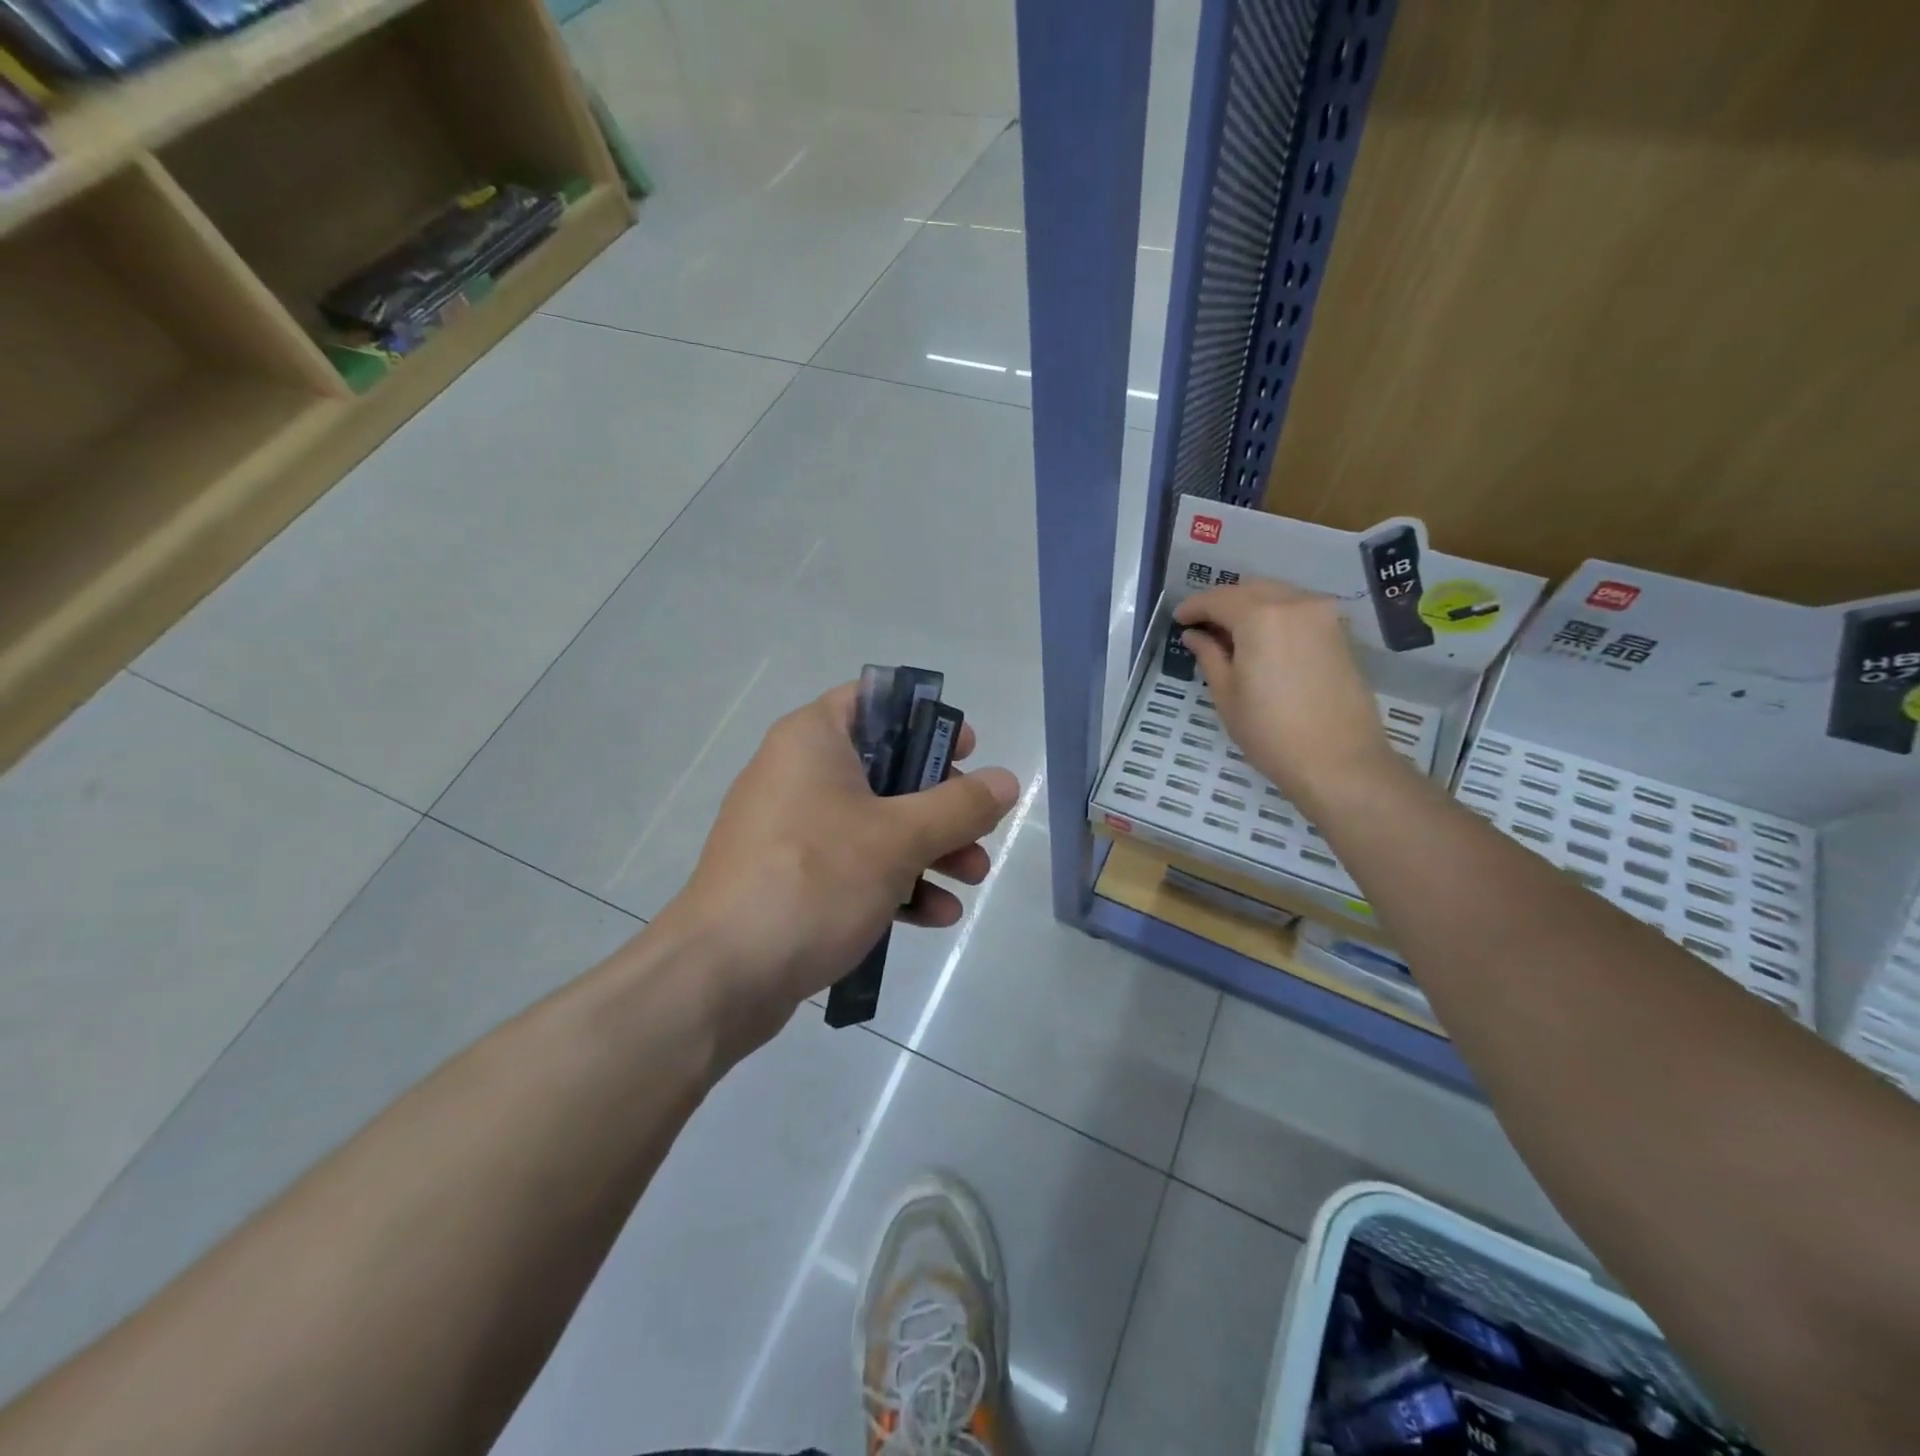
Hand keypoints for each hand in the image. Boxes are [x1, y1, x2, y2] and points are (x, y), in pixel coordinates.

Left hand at [658, 682, 1018, 1049]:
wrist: (722, 975)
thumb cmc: (814, 880)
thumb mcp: (899, 839)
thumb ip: (959, 806)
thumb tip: (1006, 780)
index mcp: (813, 740)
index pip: (875, 701)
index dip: (927, 720)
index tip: (967, 750)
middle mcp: (796, 773)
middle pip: (885, 767)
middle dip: (940, 803)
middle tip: (979, 827)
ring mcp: (790, 829)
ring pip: (874, 822)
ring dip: (928, 848)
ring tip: (972, 878)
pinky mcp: (788, 878)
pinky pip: (851, 864)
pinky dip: (893, 881)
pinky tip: (934, 916)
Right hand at [1174, 578, 1400, 812]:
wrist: (1339, 761)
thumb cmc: (1270, 732)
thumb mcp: (1227, 695)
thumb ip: (1209, 656)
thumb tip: (1195, 635)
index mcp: (1260, 616)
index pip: (1218, 599)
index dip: (1194, 607)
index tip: (1178, 620)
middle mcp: (1294, 604)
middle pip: (1250, 589)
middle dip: (1223, 603)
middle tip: (1203, 627)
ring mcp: (1323, 616)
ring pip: (1278, 595)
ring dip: (1251, 607)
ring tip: (1232, 636)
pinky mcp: (1339, 633)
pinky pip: (1299, 611)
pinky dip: (1276, 617)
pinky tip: (1263, 643)